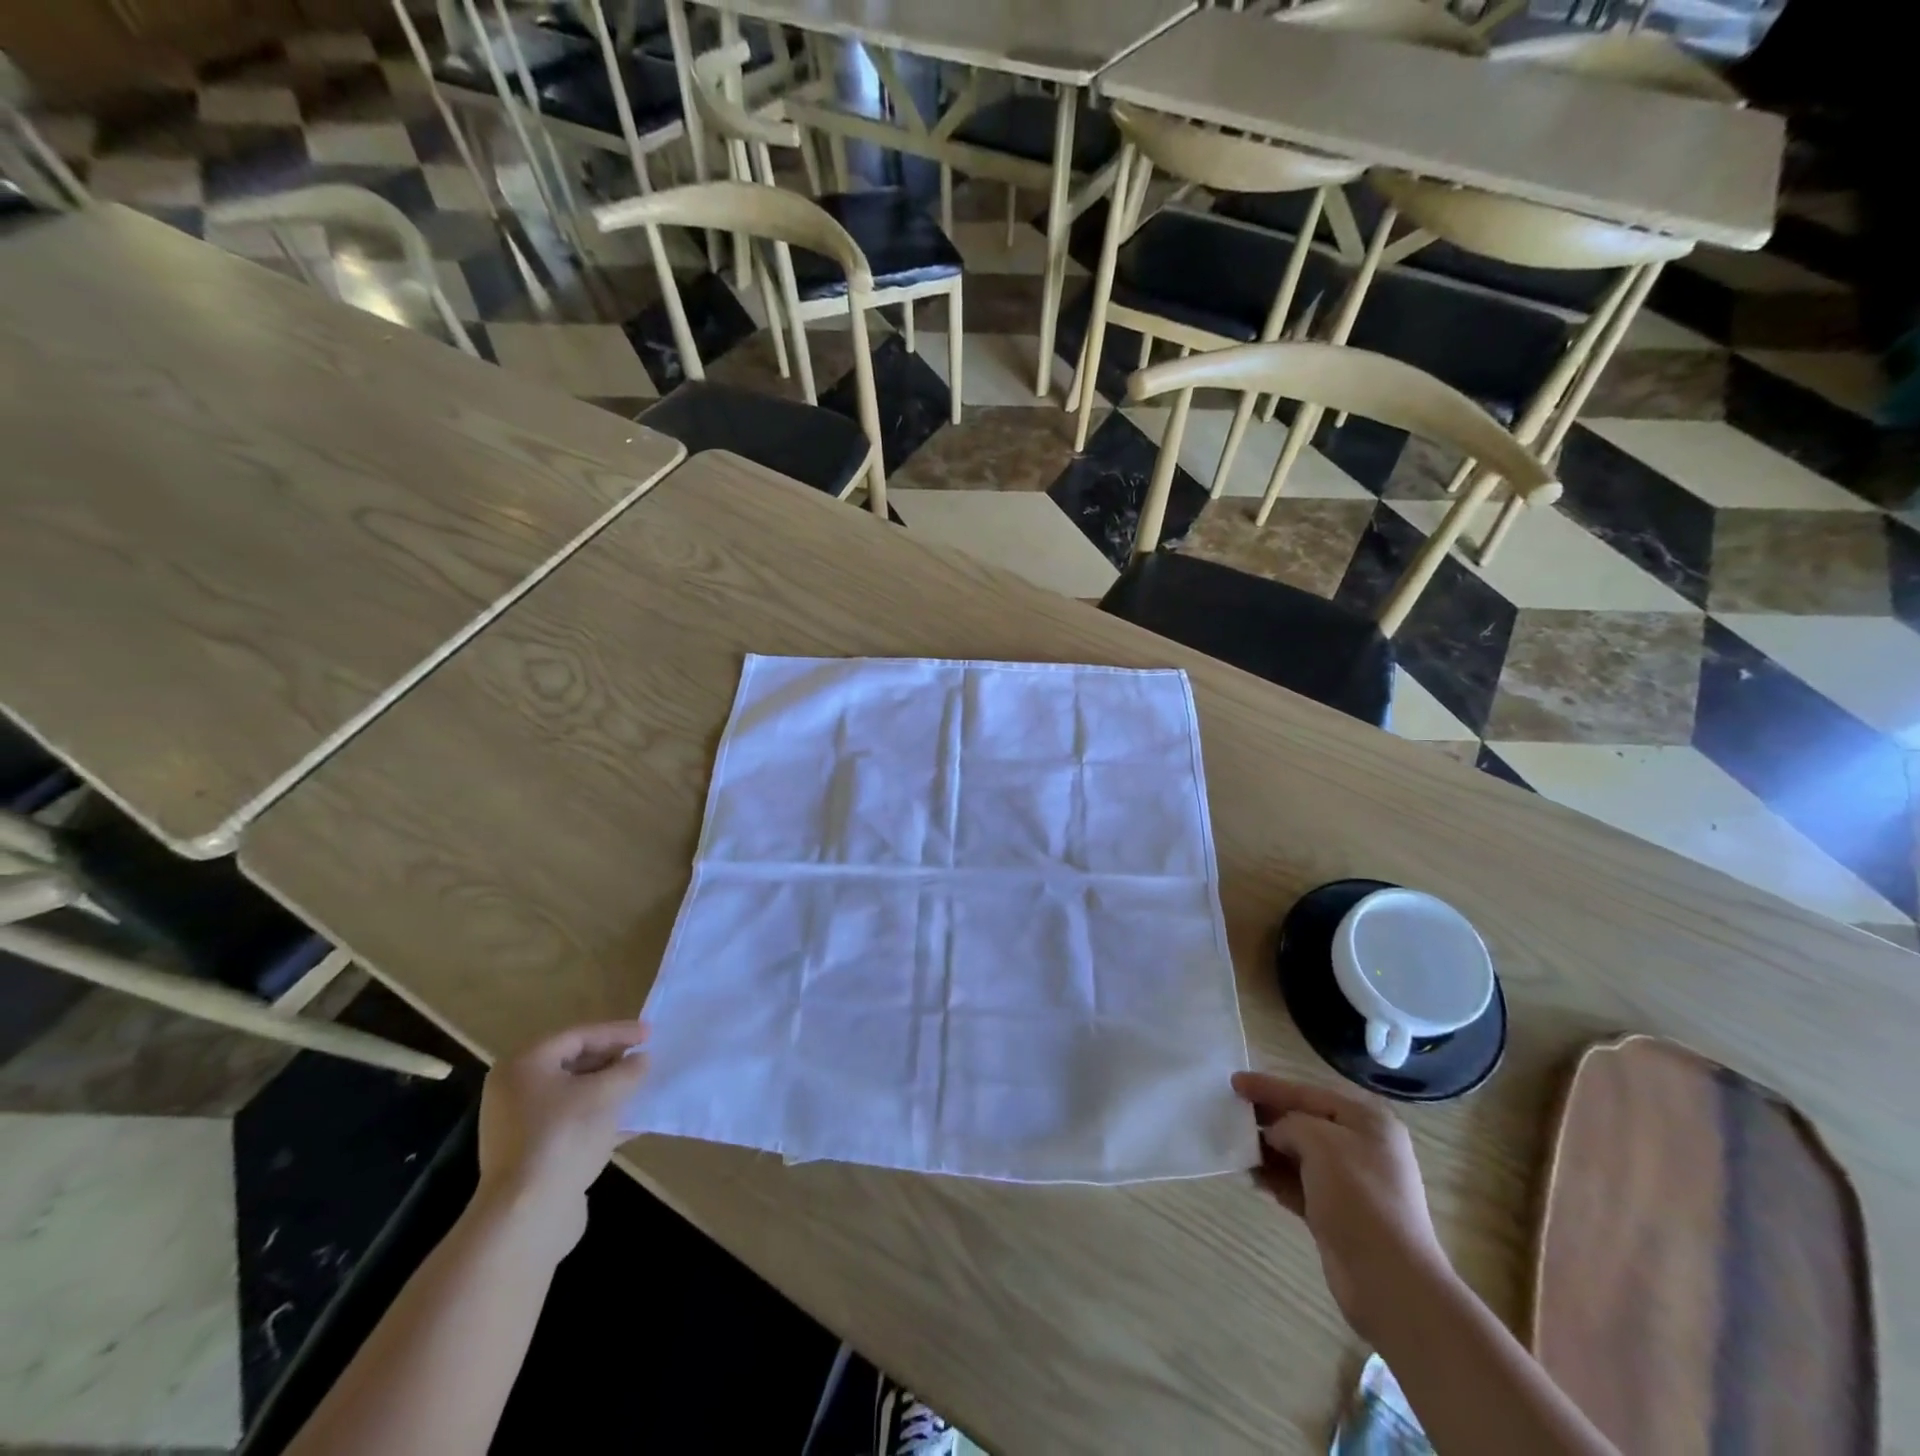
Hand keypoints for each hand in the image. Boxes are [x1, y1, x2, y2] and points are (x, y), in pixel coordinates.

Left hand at [476, 1021, 648, 1256]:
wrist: (527, 1216)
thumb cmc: (564, 1137)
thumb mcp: (606, 1094)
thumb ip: (629, 1069)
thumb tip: (642, 1060)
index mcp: (524, 1065)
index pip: (578, 1036)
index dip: (618, 1032)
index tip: (650, 1034)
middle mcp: (515, 1090)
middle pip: (572, 1063)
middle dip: (612, 1060)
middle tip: (644, 1058)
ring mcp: (520, 1125)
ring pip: (573, 1095)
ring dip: (608, 1090)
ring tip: (641, 1087)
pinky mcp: (532, 1154)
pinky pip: (571, 1123)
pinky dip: (599, 1118)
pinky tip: (631, 1123)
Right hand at [1231, 1071, 1451, 1343]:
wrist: (1389, 1282)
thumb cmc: (1359, 1199)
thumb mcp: (1320, 1142)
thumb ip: (1289, 1124)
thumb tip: (1274, 1135)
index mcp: (1367, 1121)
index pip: (1308, 1093)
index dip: (1269, 1086)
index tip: (1234, 1082)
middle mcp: (1361, 1146)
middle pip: (1302, 1121)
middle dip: (1267, 1117)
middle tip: (1229, 1111)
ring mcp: (1349, 1182)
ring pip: (1297, 1153)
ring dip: (1266, 1149)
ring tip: (1232, 1144)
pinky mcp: (1335, 1212)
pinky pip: (1297, 1183)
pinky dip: (1274, 1177)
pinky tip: (1249, 1175)